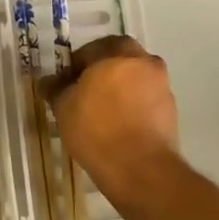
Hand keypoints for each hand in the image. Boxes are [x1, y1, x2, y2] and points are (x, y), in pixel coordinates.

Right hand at [45, 34, 179, 205]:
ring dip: (120, 88)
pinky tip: (118, 126)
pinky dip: (133, 106)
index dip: (75, 65)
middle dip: (102, 71)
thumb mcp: (64, 108)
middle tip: (84, 92)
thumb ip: (56, 89)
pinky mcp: (171, 113)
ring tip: (101, 111)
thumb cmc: (97, 130)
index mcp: (119, 53)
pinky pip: (146, 101)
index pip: (92, 49)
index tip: (65, 83)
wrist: (141, 170)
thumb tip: (48, 81)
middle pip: (120, 59)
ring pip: (136, 79)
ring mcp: (162, 88)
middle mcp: (145, 63)